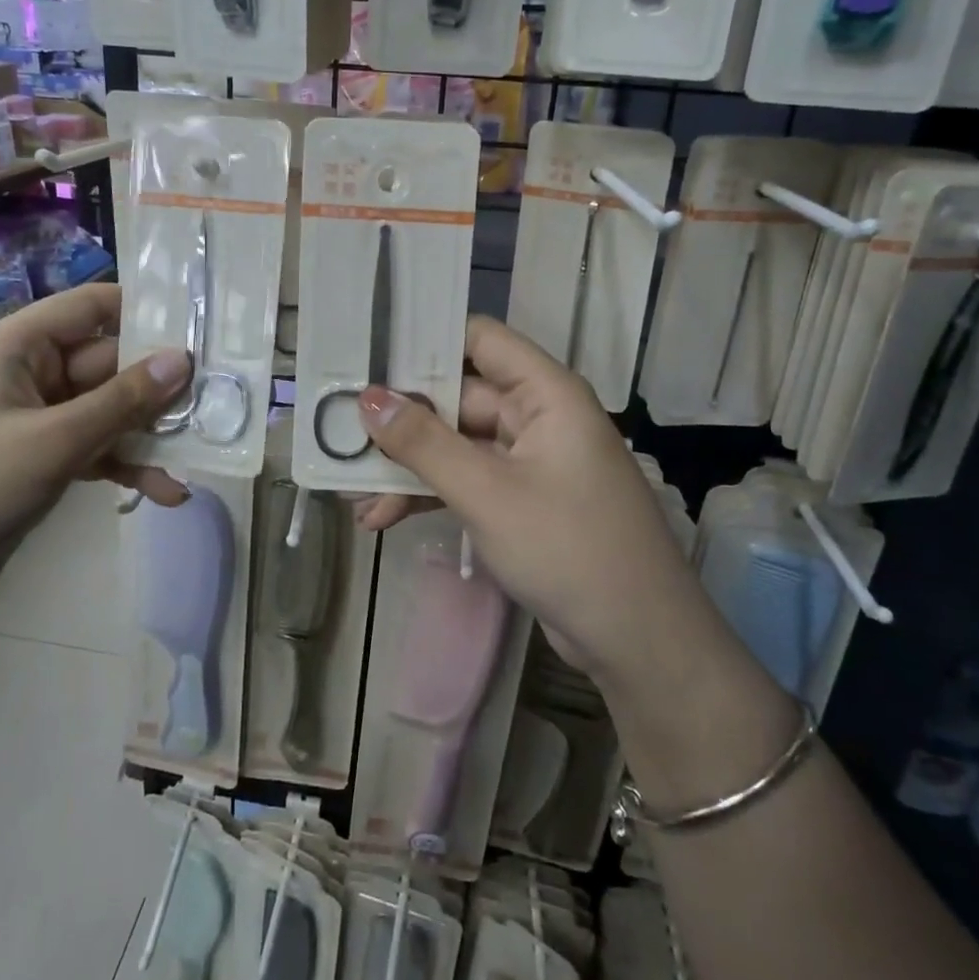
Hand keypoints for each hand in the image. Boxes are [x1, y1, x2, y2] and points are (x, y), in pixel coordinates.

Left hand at [0, 284, 189, 693]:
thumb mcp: (54, 441)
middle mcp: (30, 372)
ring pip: (109, 410)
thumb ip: (123, 400)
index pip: (94, 306)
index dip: (147, 311)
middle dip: (160, 388)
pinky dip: (126, 465)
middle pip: (111, 363)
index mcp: (20, 345)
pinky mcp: (42, 458)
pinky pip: (95, 447)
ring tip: (200, 456)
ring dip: (150, 434)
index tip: (202, 328)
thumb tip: (184, 359)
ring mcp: (37, 418)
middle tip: (219, 403)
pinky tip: (166, 492)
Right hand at [353, 316, 699, 679]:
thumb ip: (423, 443)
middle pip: (458, 397)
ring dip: (408, 465)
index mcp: (545, 393)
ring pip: (456, 444)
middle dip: (401, 420)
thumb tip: (367, 398)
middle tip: (340, 430)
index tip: (367, 354)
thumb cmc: (568, 548)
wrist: (638, 640)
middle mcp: (537, 416)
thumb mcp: (486, 492)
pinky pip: (467, 480)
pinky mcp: (521, 500)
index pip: (479, 339)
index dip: (425, 341)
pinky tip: (382, 517)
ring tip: (351, 490)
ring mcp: (529, 461)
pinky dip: (429, 494)